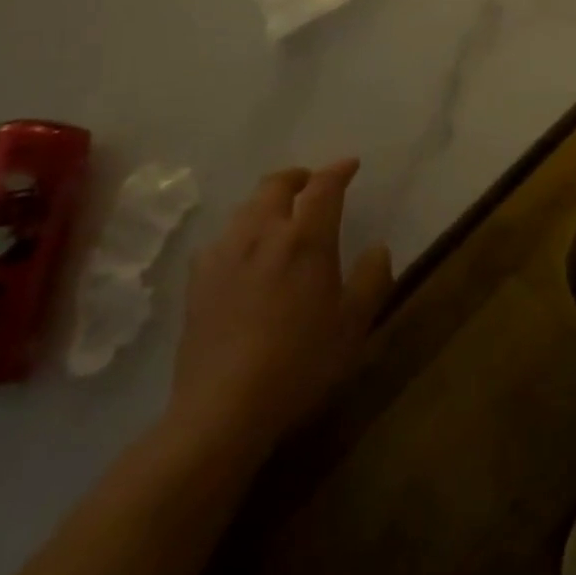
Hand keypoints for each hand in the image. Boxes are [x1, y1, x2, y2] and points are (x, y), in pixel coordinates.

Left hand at [164, 159, 392, 459]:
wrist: (222, 409)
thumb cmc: (300, 363)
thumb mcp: (353, 325)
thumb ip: (371, 278)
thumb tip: (377, 247)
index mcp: (305, 238)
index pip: (324, 186)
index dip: (338, 170)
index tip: (351, 165)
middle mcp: (263, 233)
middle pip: (276, 184)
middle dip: (298, 177)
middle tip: (311, 184)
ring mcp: (225, 254)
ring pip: (247, 208)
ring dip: (267, 202)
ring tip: (280, 217)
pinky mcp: (198, 280)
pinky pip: (221, 239)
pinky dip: (240, 233)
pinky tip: (243, 255)